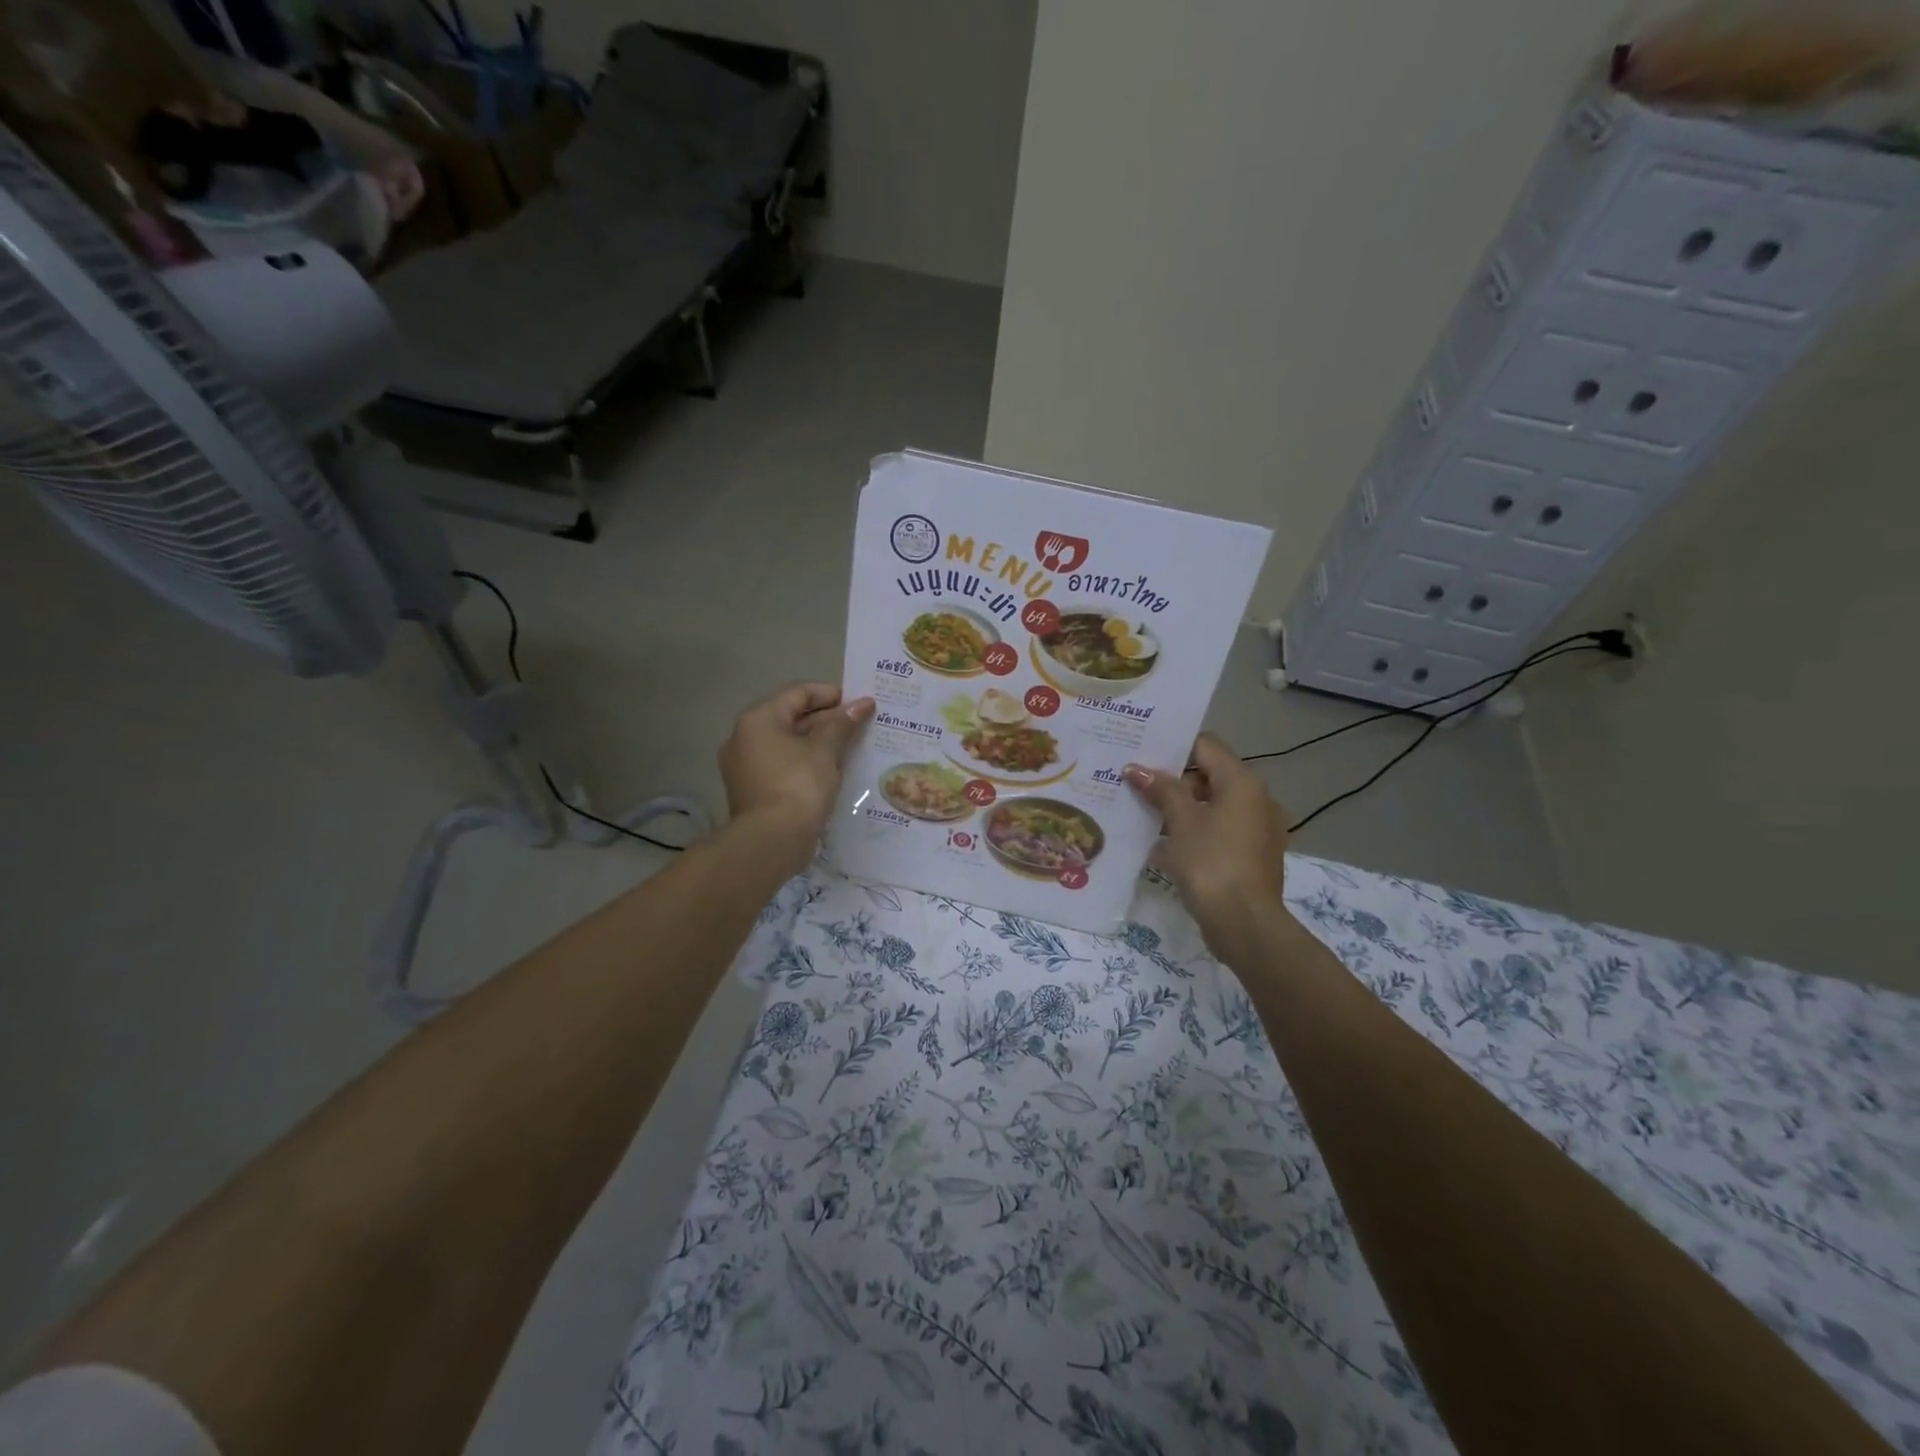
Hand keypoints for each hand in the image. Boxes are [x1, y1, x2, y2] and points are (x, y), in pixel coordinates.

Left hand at [720, 684, 874, 857]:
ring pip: (789, 745)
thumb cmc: (798, 786)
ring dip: (819, 743)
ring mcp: (746, 767)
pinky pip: (784, 767)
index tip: (859, 703)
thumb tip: (863, 703)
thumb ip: (843, 723)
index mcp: (758, 720)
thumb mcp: (825, 750)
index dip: (831, 694)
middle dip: (828, 720)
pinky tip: (833, 772)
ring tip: (852, 748)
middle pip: (792, 718)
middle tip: (861, 725)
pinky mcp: (754, 791)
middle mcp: (745, 738)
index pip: (798, 693)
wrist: (771, 842)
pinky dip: (807, 764)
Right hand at [1124, 734, 1293, 963]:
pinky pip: (1219, 829)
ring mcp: (1258, 829)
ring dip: (1181, 807)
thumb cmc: (1211, 863)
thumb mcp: (1181, 822)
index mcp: (1243, 783)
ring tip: (1142, 813)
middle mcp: (1257, 799)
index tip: (1141, 752)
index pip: (1206, 746)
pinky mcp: (1252, 854)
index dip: (1173, 746)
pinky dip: (1195, 830)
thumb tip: (1136, 768)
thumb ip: (1161, 790)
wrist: (1245, 924)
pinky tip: (1164, 843)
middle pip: (1209, 775)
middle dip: (1172, 780)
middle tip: (1135, 785)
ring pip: (1213, 804)